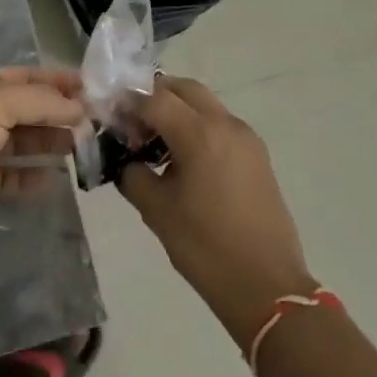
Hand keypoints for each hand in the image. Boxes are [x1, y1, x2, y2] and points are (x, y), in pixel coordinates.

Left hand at [0, 66, 86, 251]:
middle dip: (55, 113)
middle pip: (25, 110)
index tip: (88, 88)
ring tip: (79, 148)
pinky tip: (54, 180)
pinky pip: (11, 178)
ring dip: (48, 143)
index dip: (54, 80)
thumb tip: (78, 106)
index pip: (23, 77)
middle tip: (91, 122)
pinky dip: (32, 178)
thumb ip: (40, 101)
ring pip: (20, 143)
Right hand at [117, 75, 315, 346]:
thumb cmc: (205, 248)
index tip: (109, 115)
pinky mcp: (257, 155)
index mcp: (199, 134)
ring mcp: (246, 138)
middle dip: (155, 96)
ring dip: (178, 109)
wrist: (267, 287)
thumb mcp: (157, 211)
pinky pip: (221, 124)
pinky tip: (183, 157)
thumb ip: (134, 175)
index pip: (155, 99)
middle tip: (132, 120)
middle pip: (184, 89)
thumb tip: (126, 159)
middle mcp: (225, 124)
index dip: (128, 103)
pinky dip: (198, 125)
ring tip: (155, 140)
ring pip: (205, 104)